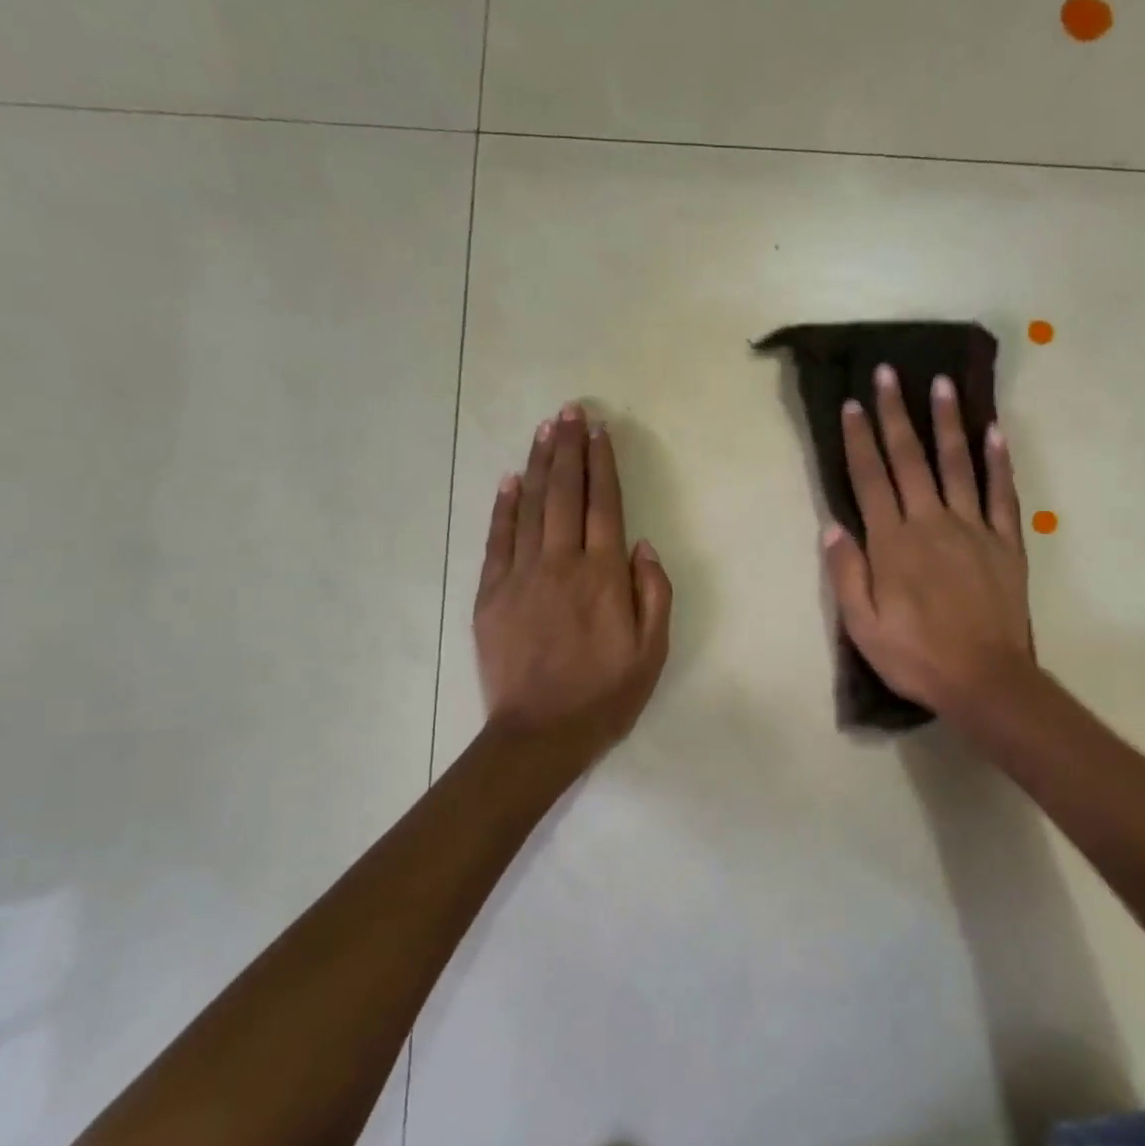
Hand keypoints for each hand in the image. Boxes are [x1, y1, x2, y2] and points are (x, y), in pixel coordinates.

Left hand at [474, 403, 672, 752]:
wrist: (540, 733)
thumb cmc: (605, 696)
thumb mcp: (652, 653)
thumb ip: (653, 595)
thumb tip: (643, 546)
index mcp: (603, 576)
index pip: (604, 505)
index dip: (602, 464)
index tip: (599, 431)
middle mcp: (561, 564)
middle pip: (565, 494)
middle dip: (568, 449)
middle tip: (569, 411)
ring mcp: (521, 576)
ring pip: (530, 507)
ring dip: (538, 465)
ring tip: (545, 430)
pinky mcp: (491, 593)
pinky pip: (497, 539)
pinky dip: (503, 507)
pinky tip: (509, 480)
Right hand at [822, 366, 1036, 724]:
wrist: (984, 679)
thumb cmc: (915, 656)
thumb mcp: (862, 626)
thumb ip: (847, 574)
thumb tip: (832, 527)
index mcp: (893, 543)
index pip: (870, 480)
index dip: (858, 440)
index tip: (851, 404)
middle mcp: (931, 523)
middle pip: (910, 459)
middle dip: (896, 414)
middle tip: (888, 373)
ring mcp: (973, 529)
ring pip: (957, 464)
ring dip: (947, 422)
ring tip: (941, 384)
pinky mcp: (1005, 543)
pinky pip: (1001, 494)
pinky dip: (998, 462)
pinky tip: (994, 432)